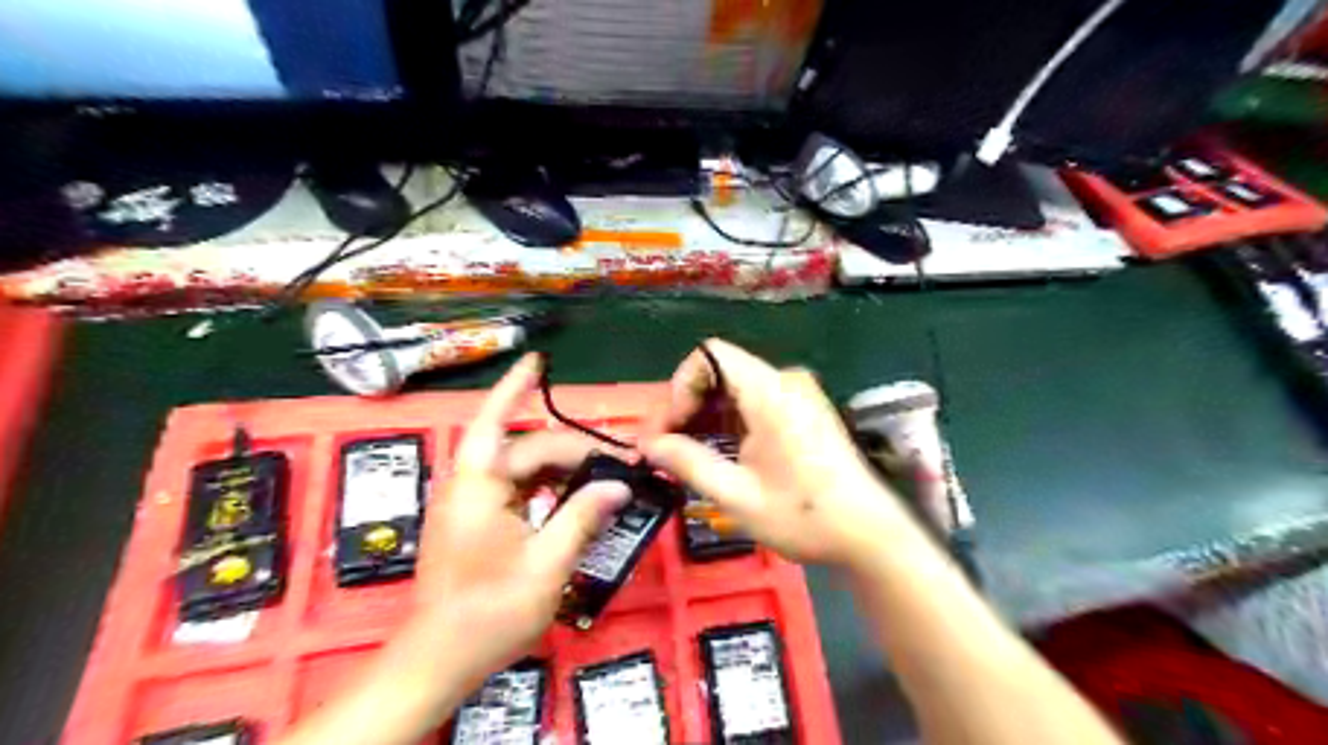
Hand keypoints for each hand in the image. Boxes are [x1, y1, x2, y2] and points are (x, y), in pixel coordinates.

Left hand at [412, 352, 632, 685]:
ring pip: (522, 469)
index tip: (537, 360)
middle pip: (525, 450)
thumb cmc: (489, 612)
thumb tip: (619, 486)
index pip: (500, 422)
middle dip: (573, 449)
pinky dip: (547, 487)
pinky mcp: (475, 522)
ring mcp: (470, 504)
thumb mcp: (546, 564)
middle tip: (622, 462)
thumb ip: (583, 517)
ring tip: (606, 474)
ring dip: (562, 468)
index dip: (517, 388)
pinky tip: (575, 496)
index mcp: (478, 486)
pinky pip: (516, 489)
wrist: (439, 661)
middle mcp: (469, 485)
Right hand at [641, 340, 914, 565]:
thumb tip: (649, 445)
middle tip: (662, 447)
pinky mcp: (803, 411)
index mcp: (770, 392)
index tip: (669, 430)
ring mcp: (797, 395)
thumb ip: (688, 462)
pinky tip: (714, 452)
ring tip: (682, 455)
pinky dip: (727, 421)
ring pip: (734, 388)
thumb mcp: (737, 496)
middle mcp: (784, 381)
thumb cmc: (804, 516)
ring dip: (704, 415)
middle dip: (685, 406)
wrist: (869, 535)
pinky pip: (753, 402)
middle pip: (719, 371)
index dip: (679, 388)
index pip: (709, 355)